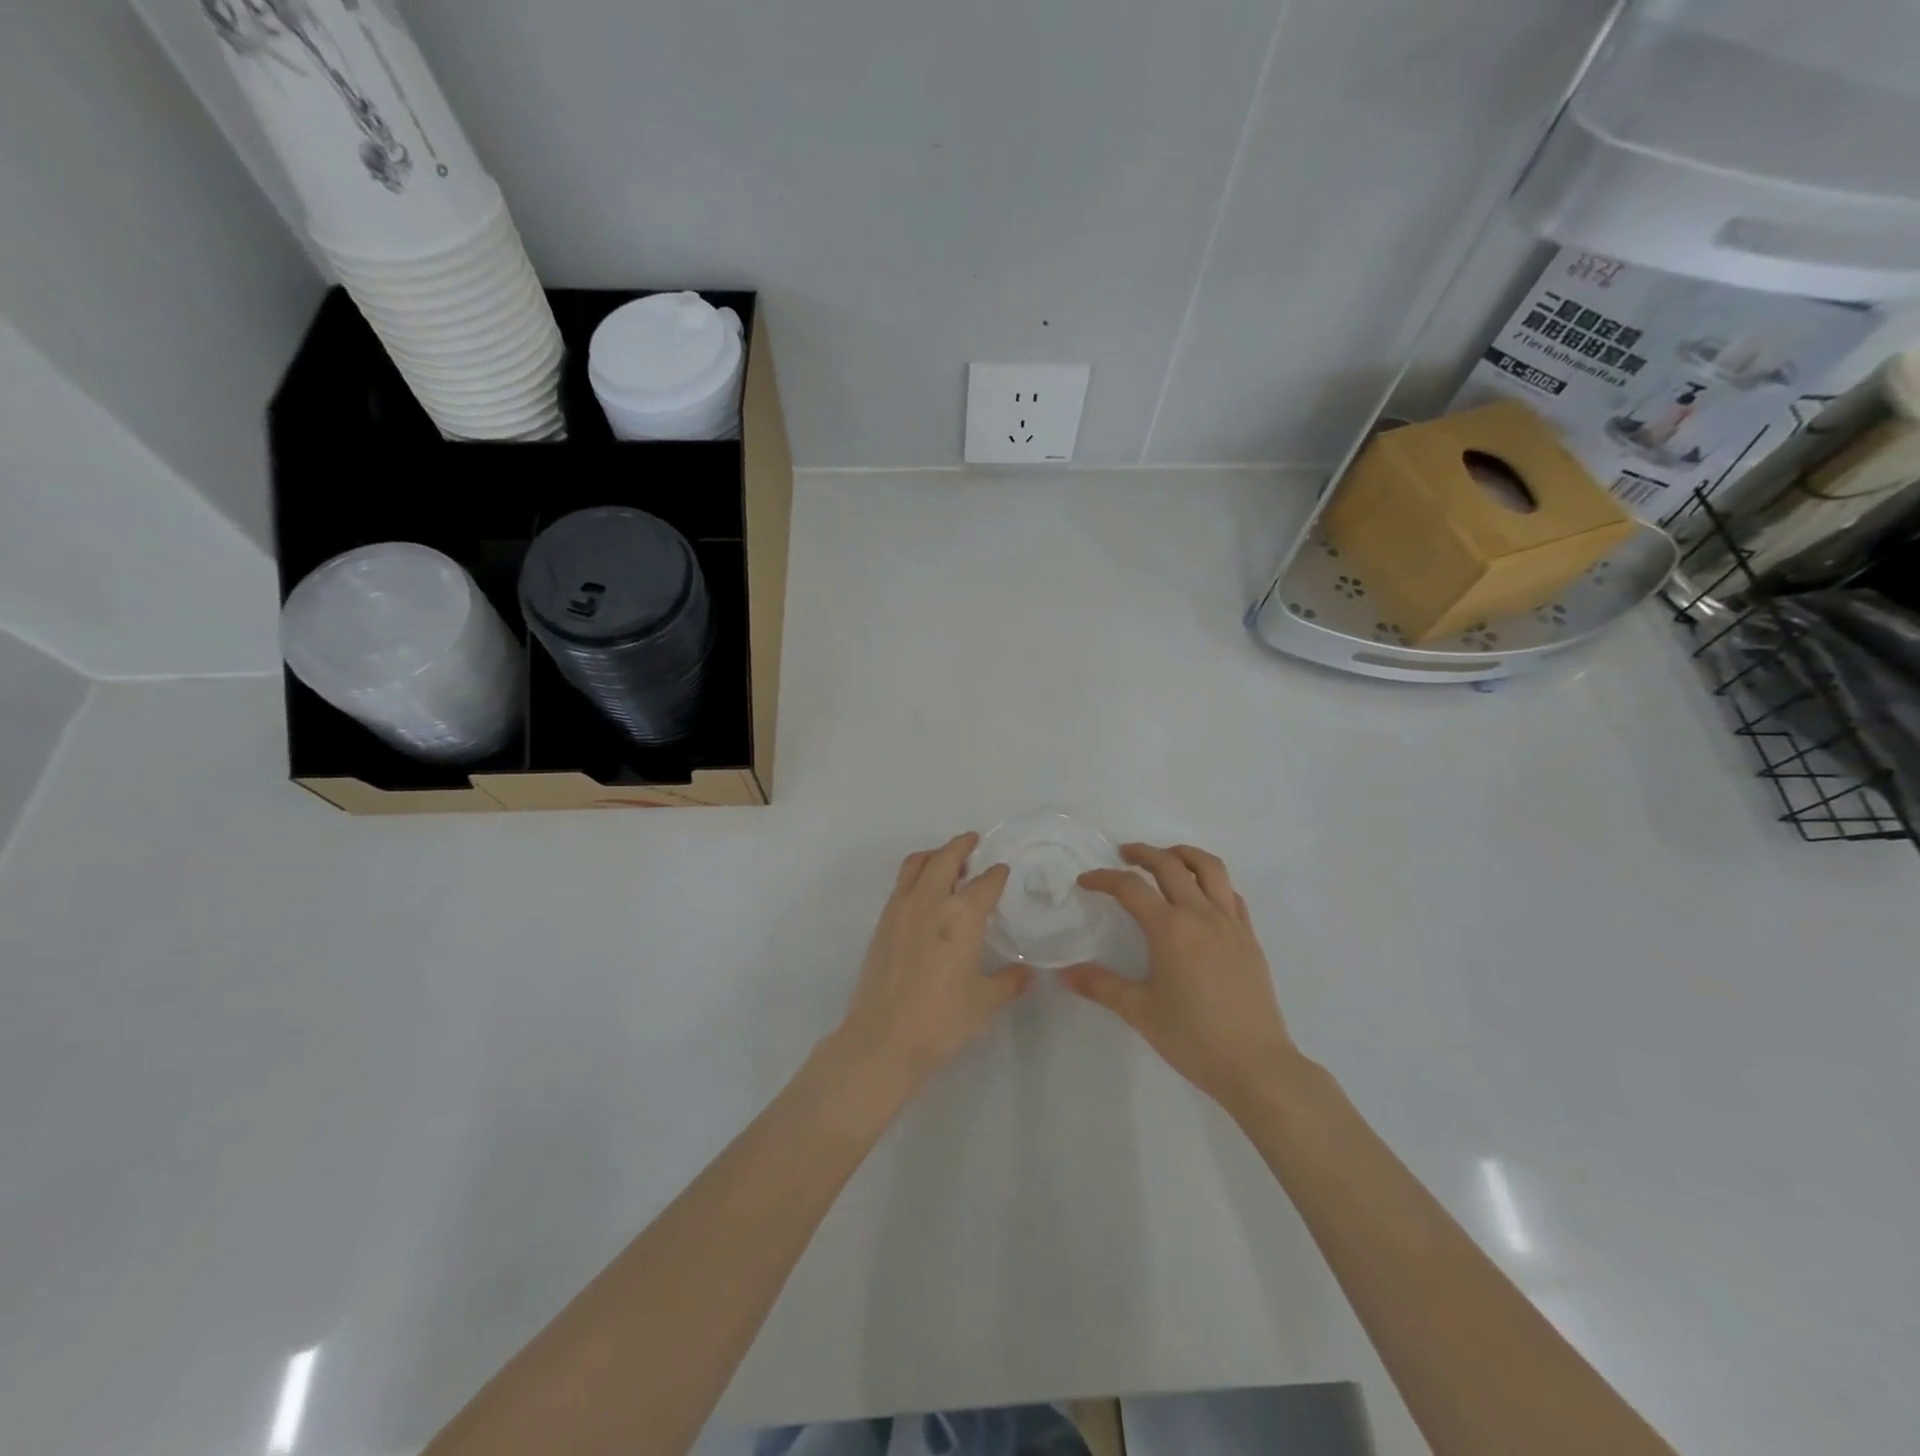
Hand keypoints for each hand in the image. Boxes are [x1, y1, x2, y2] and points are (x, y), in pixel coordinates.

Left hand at [826, 833, 1030, 1095]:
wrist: (883, 1040)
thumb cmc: (942, 1021)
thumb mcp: (985, 1002)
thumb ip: (1009, 981)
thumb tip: (1027, 972)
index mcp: (962, 916)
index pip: (985, 883)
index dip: (997, 874)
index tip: (1002, 871)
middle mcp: (930, 902)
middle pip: (946, 857)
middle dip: (962, 845)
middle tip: (973, 841)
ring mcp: (901, 910)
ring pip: (917, 864)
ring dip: (934, 855)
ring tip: (946, 860)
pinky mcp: (882, 923)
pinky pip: (901, 884)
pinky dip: (916, 875)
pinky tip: (924, 892)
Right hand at [1061, 843, 1299, 1110]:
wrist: (1256, 1065)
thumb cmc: (1192, 1037)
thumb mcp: (1139, 1011)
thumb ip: (1100, 986)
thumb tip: (1064, 974)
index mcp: (1170, 928)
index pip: (1130, 888)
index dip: (1104, 879)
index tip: (1086, 882)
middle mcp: (1201, 915)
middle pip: (1170, 864)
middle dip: (1143, 853)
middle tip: (1124, 855)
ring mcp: (1230, 923)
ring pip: (1209, 868)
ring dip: (1184, 854)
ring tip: (1167, 857)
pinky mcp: (1249, 938)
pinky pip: (1230, 894)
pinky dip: (1212, 882)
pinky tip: (1201, 896)